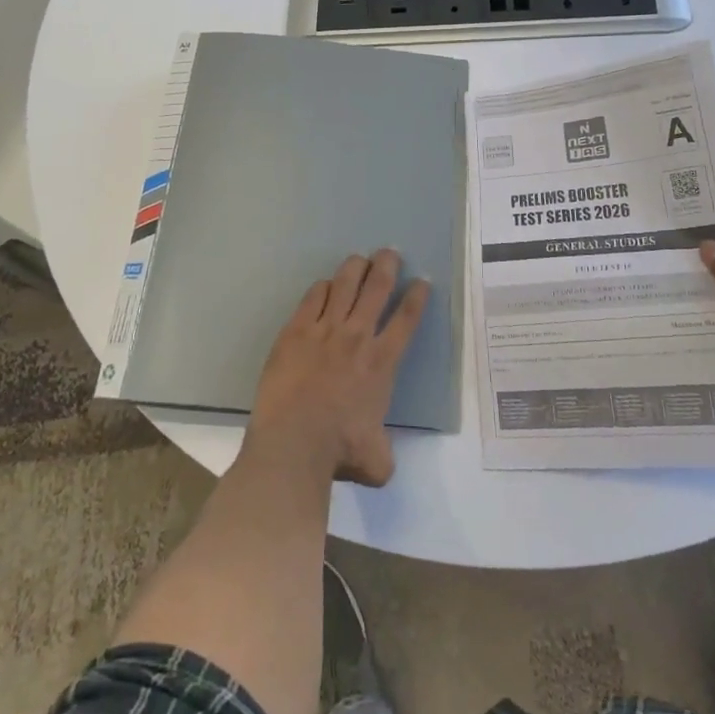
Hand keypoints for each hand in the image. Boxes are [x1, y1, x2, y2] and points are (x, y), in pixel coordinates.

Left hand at [247, 250, 428, 486]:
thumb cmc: (339, 452)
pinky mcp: (296, 331)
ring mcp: (325, 330)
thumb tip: (381, 455)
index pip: (406, 320)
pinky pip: (313, 298)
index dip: (416, 297)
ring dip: (355, 267)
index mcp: (382, 363)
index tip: (421, 281)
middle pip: (377, 288)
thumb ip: (384, 450)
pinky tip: (325, 285)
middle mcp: (357, 337)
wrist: (293, 444)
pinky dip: (323, 287)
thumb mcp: (377, 461)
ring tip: (360, 258)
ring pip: (345, 284)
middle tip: (390, 252)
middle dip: (387, 266)